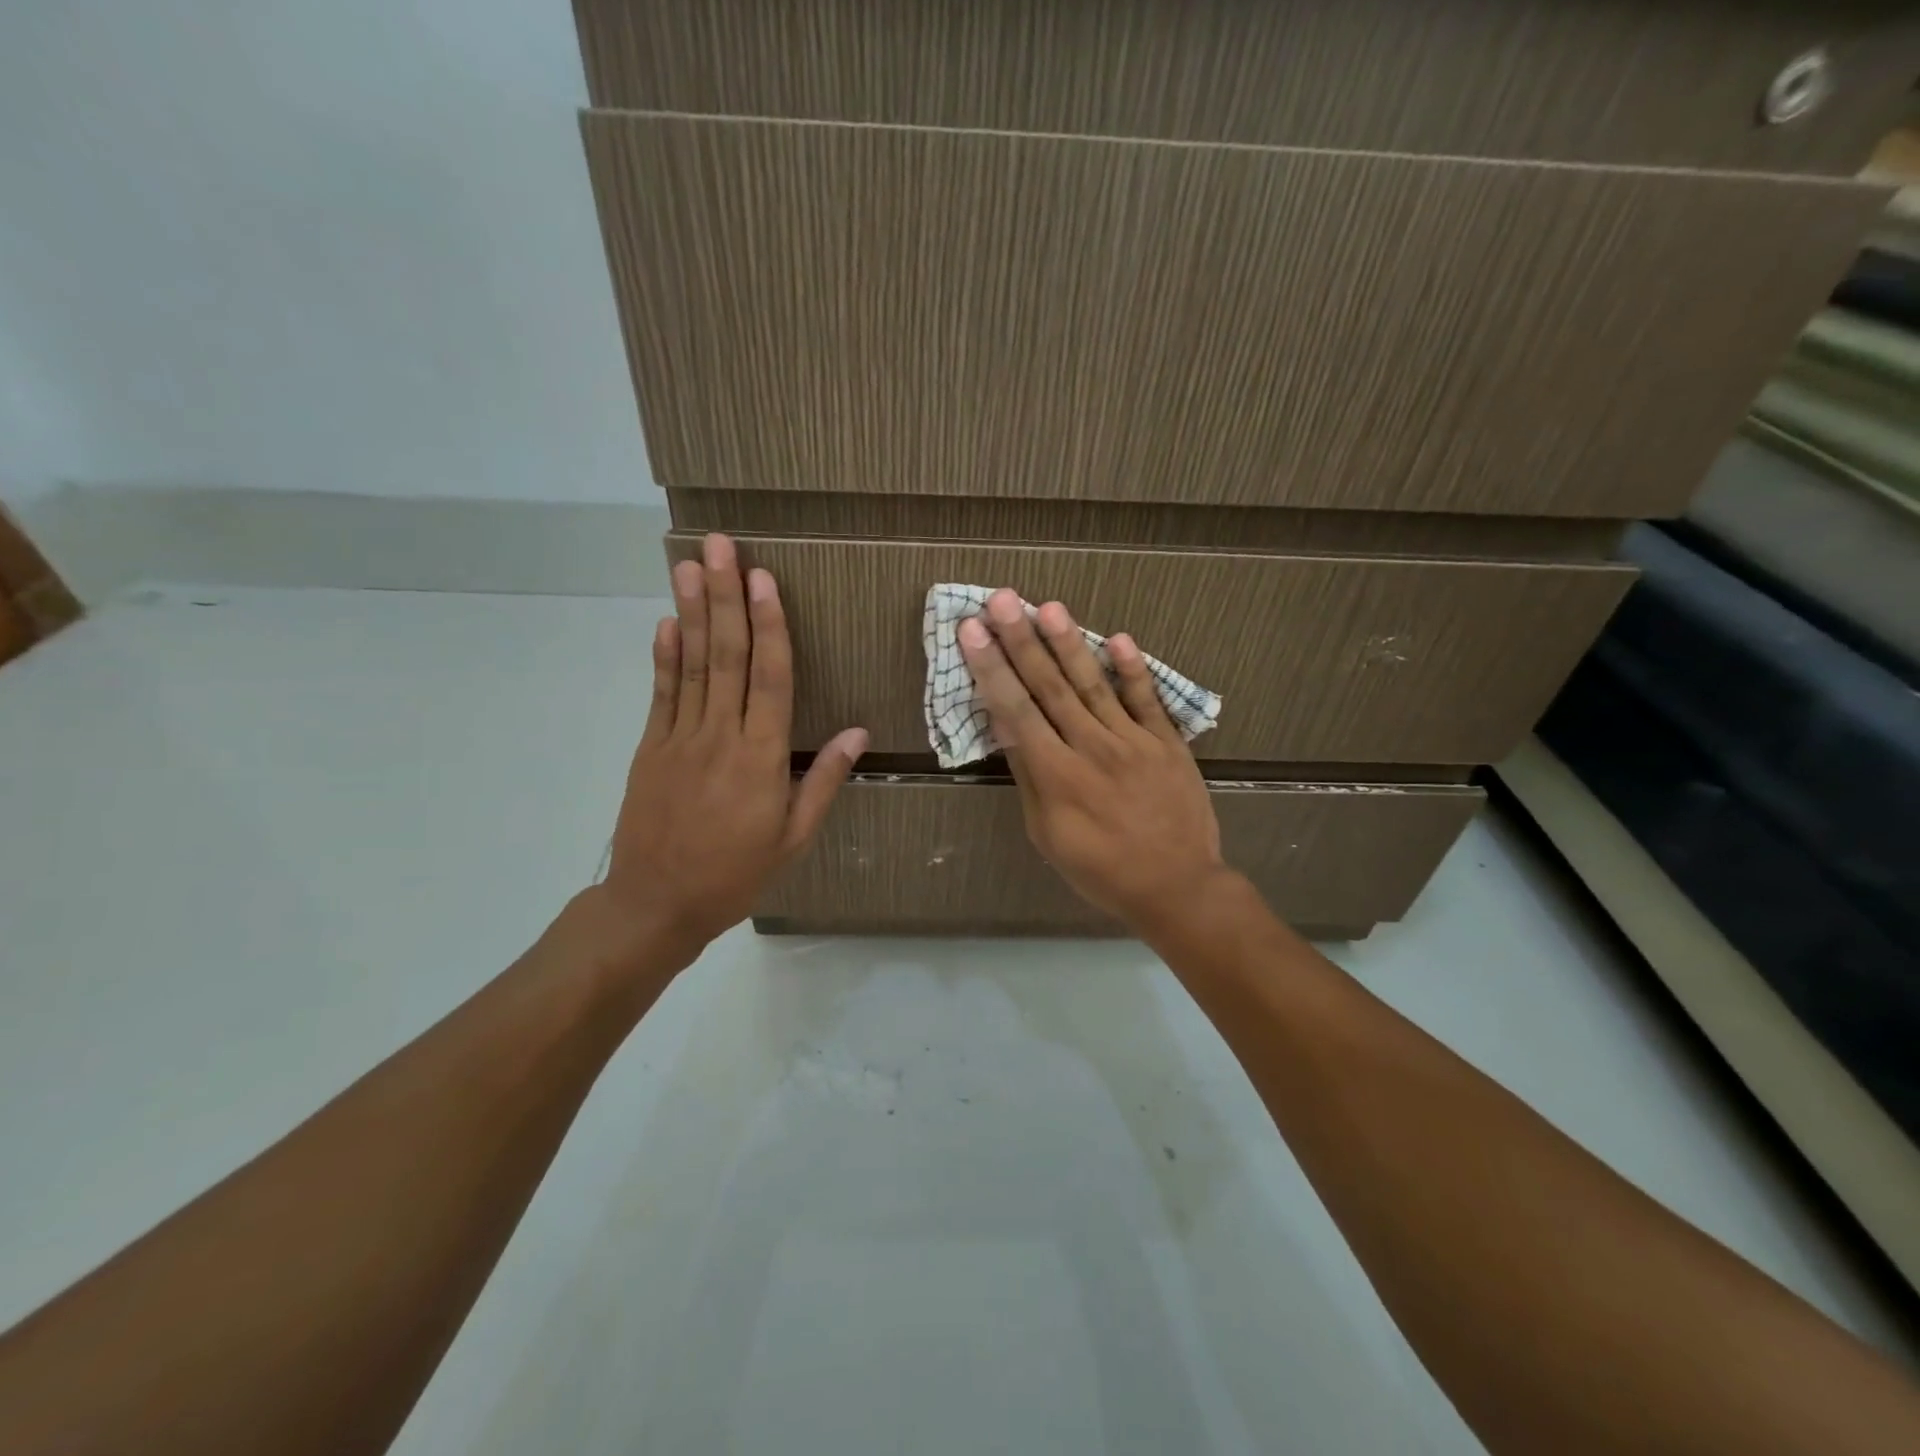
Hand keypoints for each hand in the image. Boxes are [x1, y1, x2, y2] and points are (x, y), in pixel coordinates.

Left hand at [592, 533, 866, 970]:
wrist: (656, 904)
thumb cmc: (735, 873)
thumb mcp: (794, 837)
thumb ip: (823, 780)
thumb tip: (858, 733)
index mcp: (762, 758)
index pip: (770, 678)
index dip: (769, 625)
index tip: (764, 580)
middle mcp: (720, 736)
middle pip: (727, 656)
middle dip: (726, 597)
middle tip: (719, 547)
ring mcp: (679, 738)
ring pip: (692, 665)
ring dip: (693, 612)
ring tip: (690, 566)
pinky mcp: (651, 747)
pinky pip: (661, 693)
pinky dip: (665, 655)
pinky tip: (668, 621)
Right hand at [957, 590, 1233, 934]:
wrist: (1176, 886)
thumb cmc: (1100, 869)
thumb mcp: (1048, 834)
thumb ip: (1029, 776)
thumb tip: (1006, 726)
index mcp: (1057, 773)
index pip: (1016, 710)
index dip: (992, 668)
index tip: (972, 630)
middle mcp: (1092, 747)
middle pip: (1051, 686)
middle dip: (1022, 641)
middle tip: (1002, 600)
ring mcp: (1133, 741)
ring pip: (1095, 684)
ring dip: (1069, 644)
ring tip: (1049, 607)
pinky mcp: (1167, 742)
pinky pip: (1148, 701)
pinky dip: (1134, 670)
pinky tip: (1119, 639)